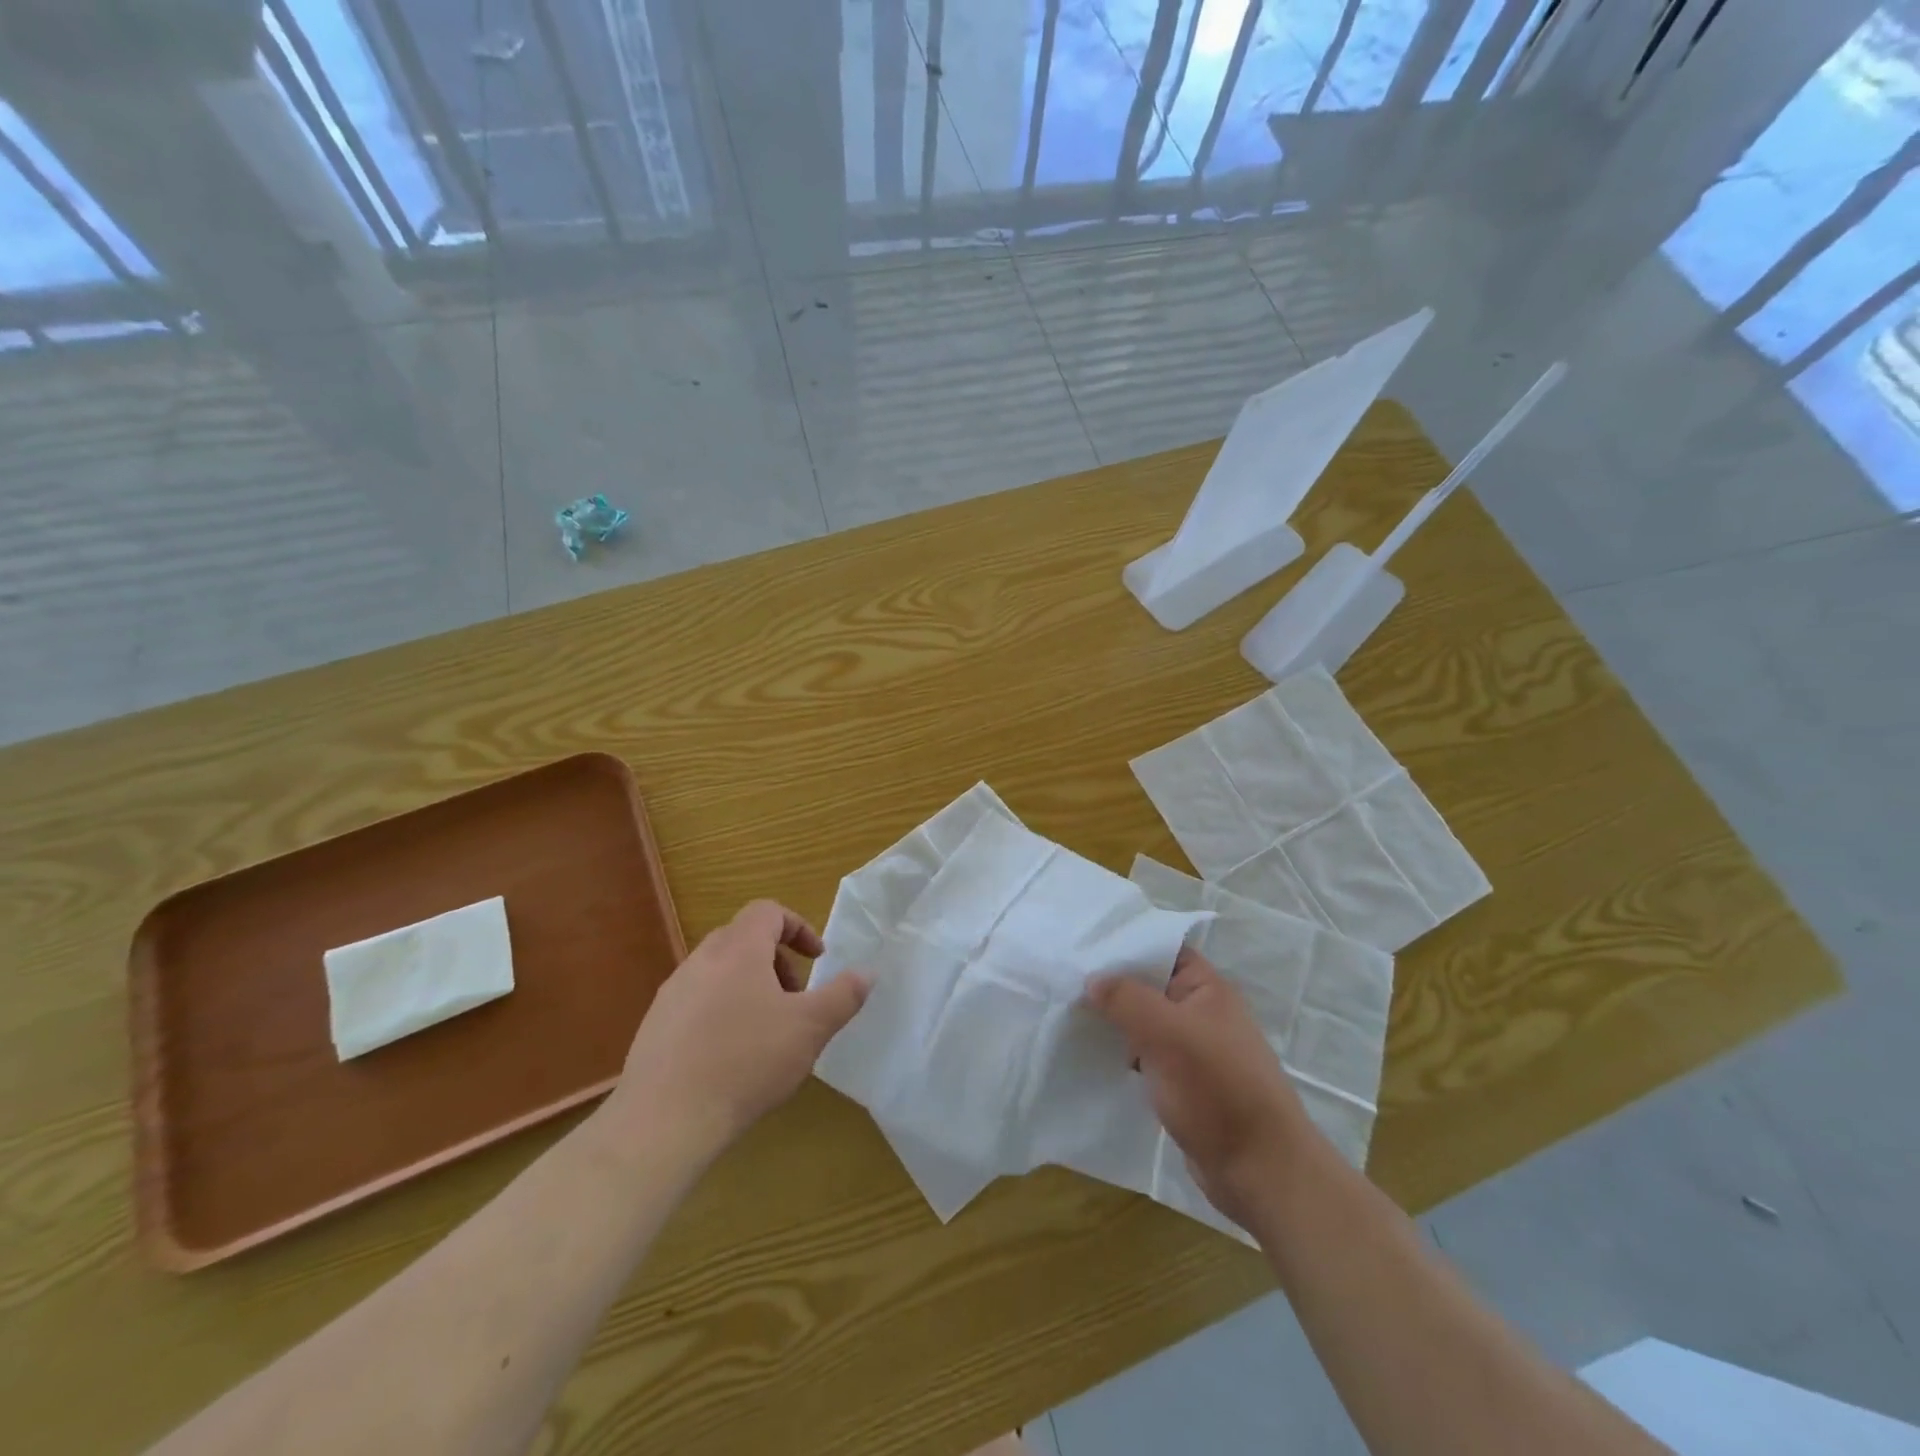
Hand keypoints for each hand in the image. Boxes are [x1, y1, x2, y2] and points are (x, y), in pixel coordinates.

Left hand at [612, 900, 868, 1153]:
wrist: (664, 1120)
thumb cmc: (746, 1062)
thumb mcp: (810, 1028)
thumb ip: (843, 995)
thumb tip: (867, 972)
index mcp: (738, 950)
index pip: (768, 911)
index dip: (798, 927)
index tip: (817, 959)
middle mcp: (701, 960)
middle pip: (742, 938)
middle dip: (776, 960)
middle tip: (795, 997)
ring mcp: (672, 993)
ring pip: (718, 971)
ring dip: (748, 986)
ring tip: (765, 1030)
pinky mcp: (654, 1026)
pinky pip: (696, 1001)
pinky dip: (721, 1011)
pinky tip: (730, 1057)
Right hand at [1087, 948, 1311, 1228]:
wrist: (1260, 1171)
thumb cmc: (1218, 1089)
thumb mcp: (1167, 1034)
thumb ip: (1127, 999)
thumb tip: (1093, 979)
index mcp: (1207, 989)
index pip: (1163, 949)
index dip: (1127, 944)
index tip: (1084, 946)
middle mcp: (1202, 1013)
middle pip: (1150, 986)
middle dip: (1113, 985)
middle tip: (1066, 980)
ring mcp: (1194, 1050)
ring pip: (1145, 1023)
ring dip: (1115, 1022)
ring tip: (1069, 1014)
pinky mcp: (1184, 1084)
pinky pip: (1147, 1056)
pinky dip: (1123, 1053)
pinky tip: (1093, 1054)